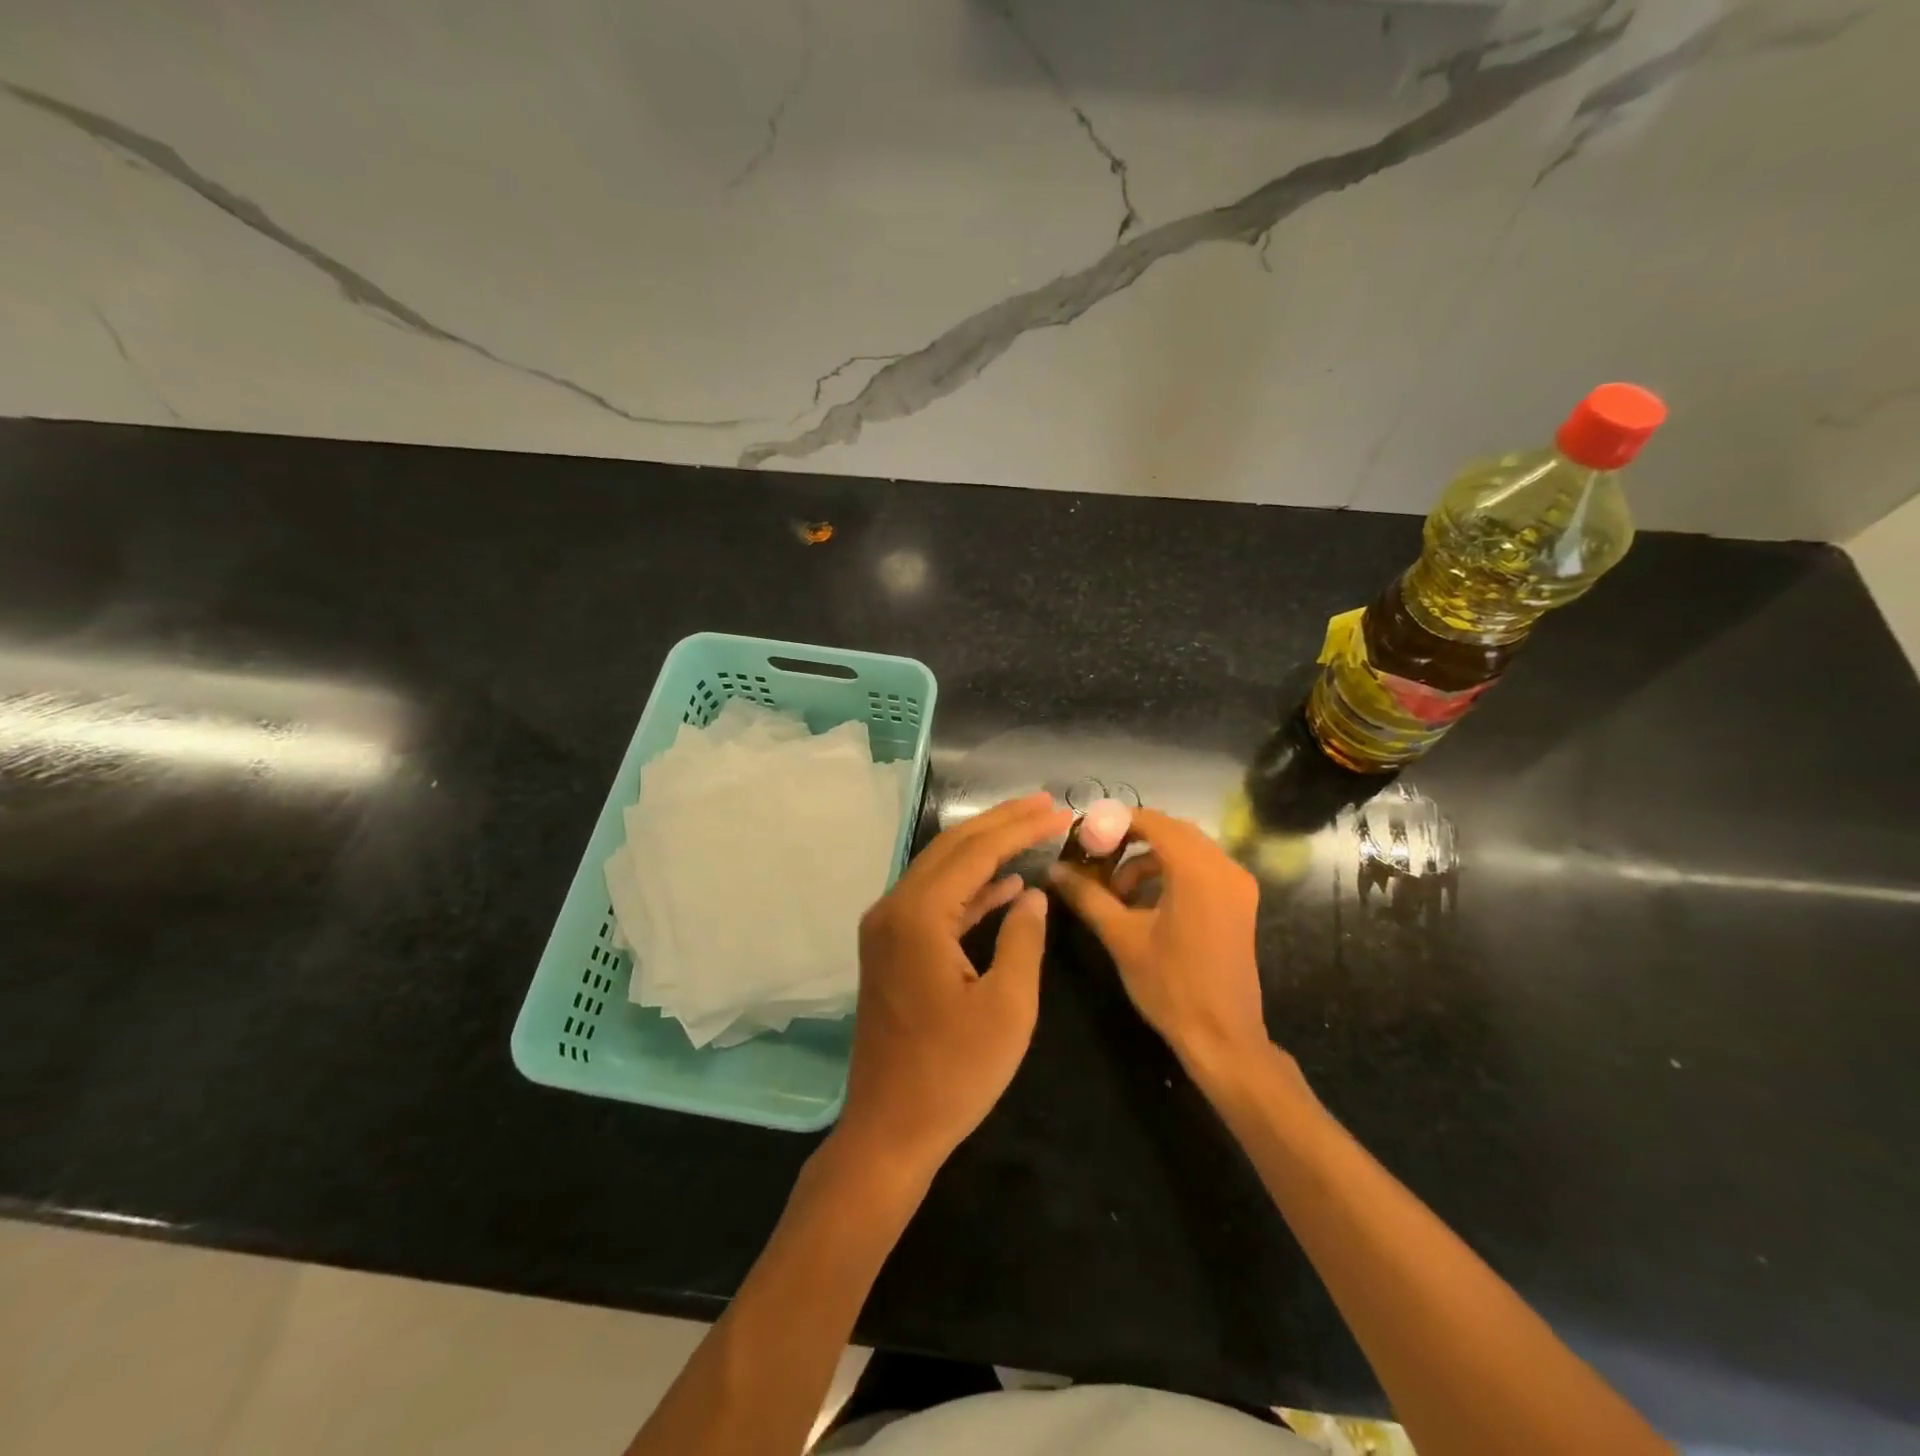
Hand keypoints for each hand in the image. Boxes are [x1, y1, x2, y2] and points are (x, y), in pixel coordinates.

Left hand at [837, 792, 1073, 1176]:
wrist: (889, 1129)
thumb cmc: (953, 1074)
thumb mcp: (1007, 1008)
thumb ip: (1023, 940)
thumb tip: (1033, 895)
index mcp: (919, 916)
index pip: (975, 851)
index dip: (1019, 827)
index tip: (1058, 811)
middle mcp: (894, 908)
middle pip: (952, 848)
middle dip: (1000, 823)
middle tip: (1045, 805)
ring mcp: (887, 928)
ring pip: (941, 870)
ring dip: (985, 850)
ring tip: (1031, 831)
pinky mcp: (891, 948)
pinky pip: (934, 902)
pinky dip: (969, 889)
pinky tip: (1005, 886)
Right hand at [1048, 807, 1267, 1073]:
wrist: (1223, 1038)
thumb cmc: (1170, 986)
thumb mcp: (1121, 937)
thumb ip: (1087, 896)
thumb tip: (1054, 870)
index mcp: (1197, 871)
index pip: (1154, 822)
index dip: (1116, 822)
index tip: (1085, 836)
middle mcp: (1224, 867)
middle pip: (1172, 831)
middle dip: (1131, 838)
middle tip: (1095, 856)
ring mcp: (1237, 885)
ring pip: (1187, 849)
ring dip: (1149, 858)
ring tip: (1116, 889)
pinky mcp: (1240, 902)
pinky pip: (1200, 868)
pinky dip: (1170, 873)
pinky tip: (1144, 901)